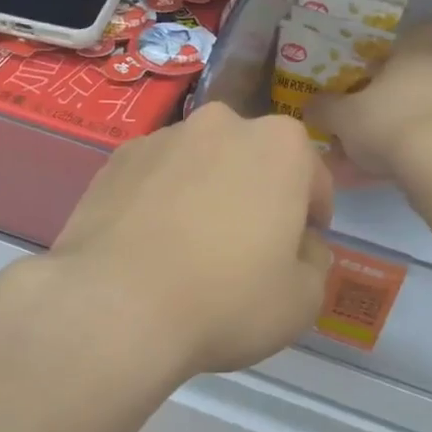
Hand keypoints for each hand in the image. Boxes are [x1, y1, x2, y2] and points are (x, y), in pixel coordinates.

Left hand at [43, 103, 334, 379]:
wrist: (116, 306)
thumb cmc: (226, 299)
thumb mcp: (302, 299)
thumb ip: (315, 262)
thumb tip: (302, 247)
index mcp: (280, 145)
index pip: (312, 177)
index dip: (312, 214)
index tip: (302, 245)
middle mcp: (222, 125)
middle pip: (253, 161)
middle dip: (257, 195)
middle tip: (247, 246)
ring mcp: (162, 138)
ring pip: (200, 165)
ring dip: (206, 193)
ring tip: (190, 247)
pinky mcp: (115, 161)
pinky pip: (155, 179)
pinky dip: (161, 201)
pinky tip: (151, 245)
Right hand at [308, 20, 431, 176]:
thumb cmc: (391, 120)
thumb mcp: (343, 115)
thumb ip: (324, 107)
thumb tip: (310, 106)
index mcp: (429, 33)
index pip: (392, 47)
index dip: (367, 72)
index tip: (353, 95)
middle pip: (410, 78)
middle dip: (384, 102)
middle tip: (360, 127)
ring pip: (425, 106)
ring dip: (399, 127)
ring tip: (370, 158)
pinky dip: (419, 144)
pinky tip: (393, 168)